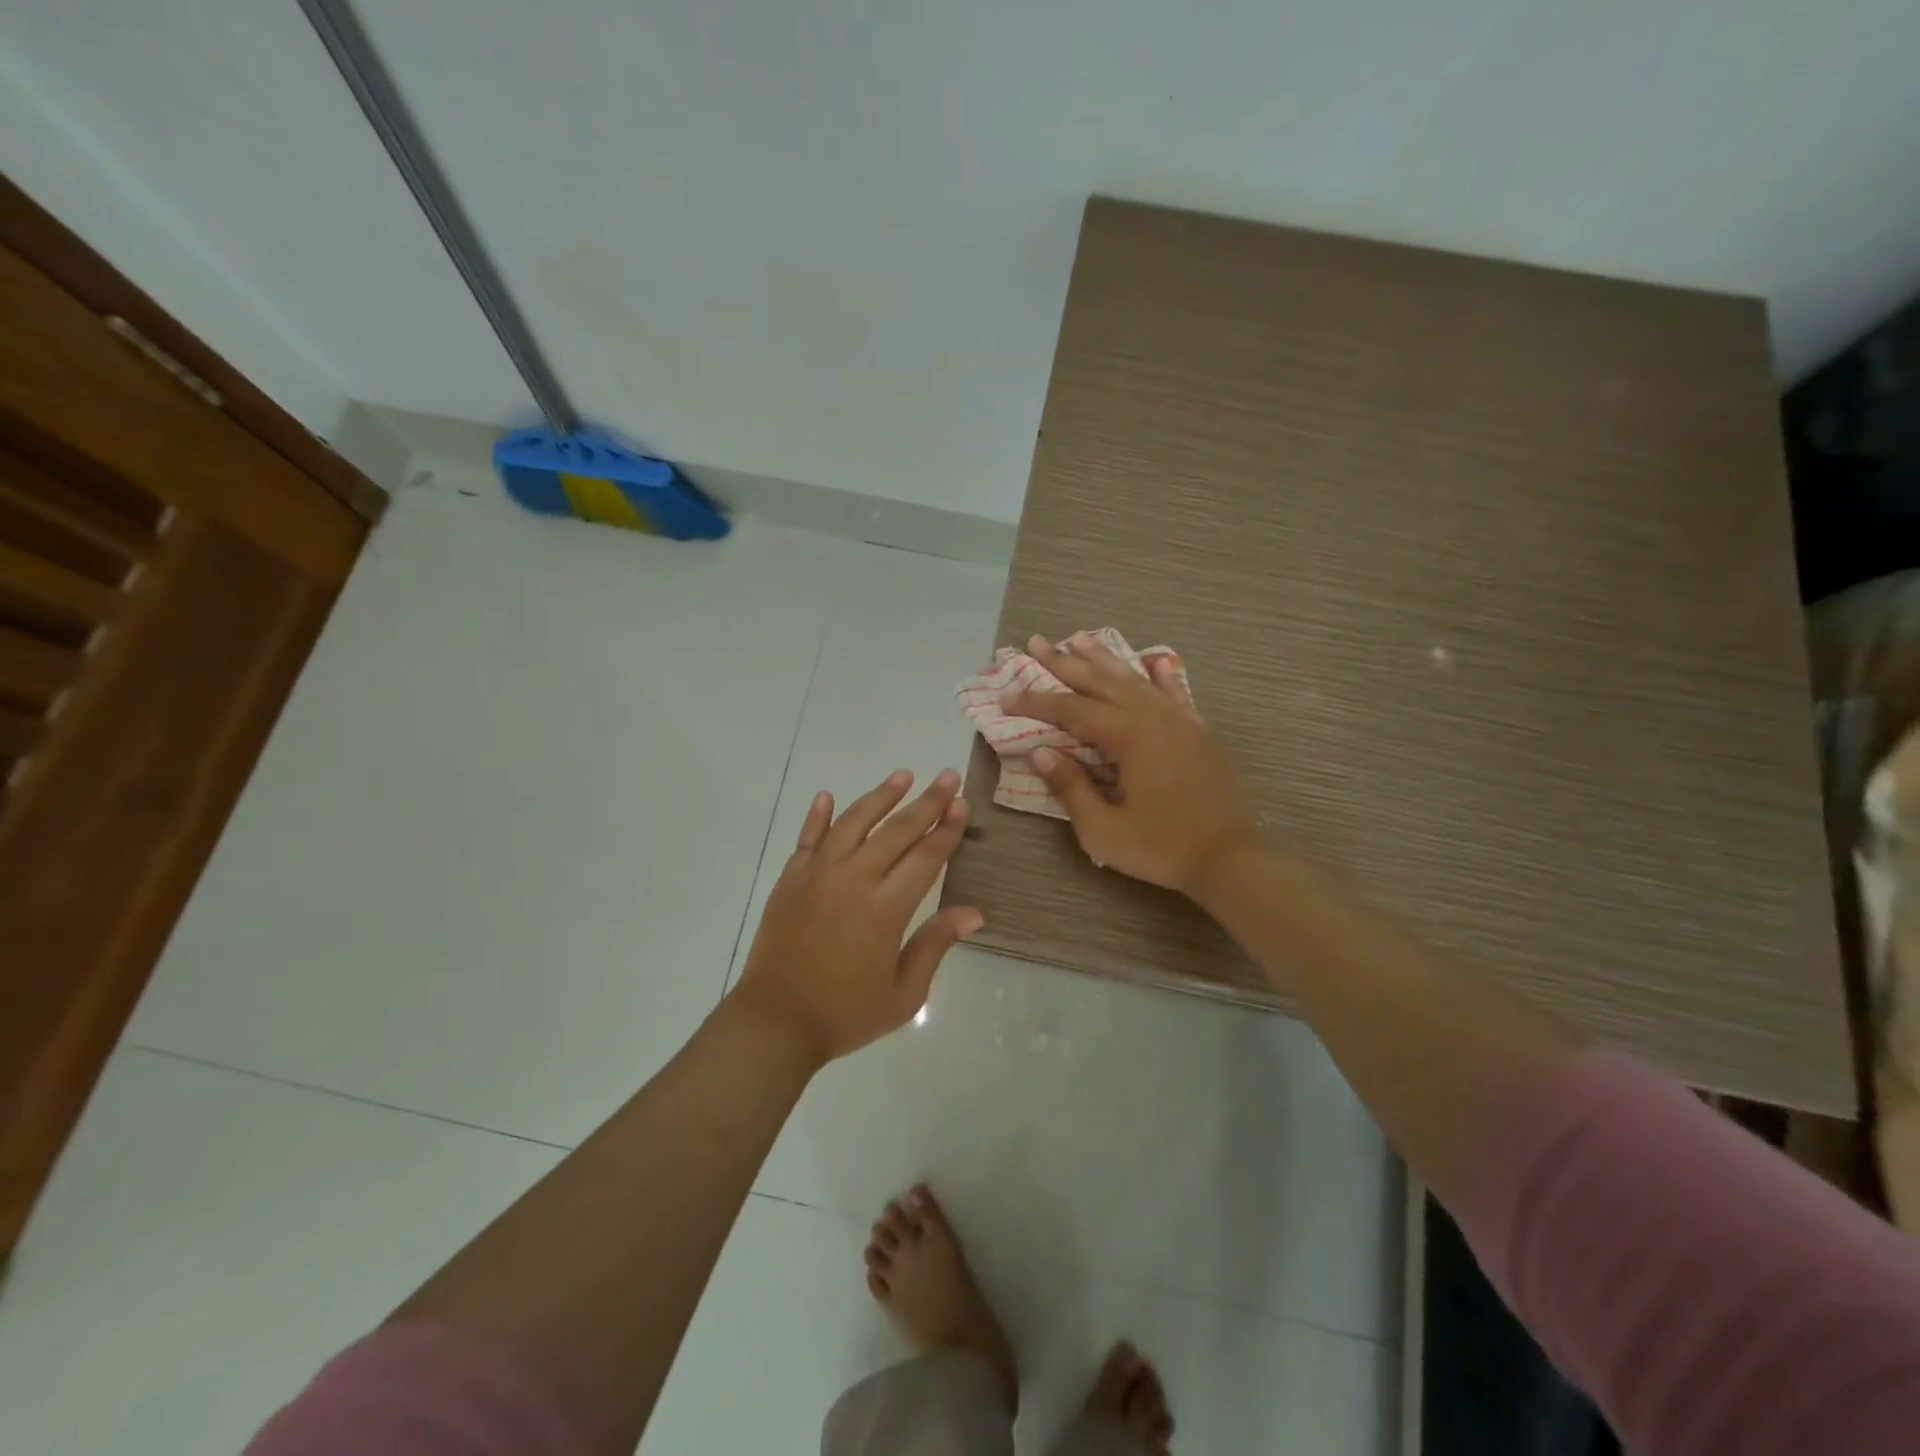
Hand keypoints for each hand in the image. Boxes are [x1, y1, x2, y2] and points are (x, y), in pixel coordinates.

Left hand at [730, 768, 983, 1064]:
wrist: (774, 1023)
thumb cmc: (845, 1014)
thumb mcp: (904, 994)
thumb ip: (935, 945)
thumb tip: (974, 912)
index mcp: (886, 908)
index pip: (926, 857)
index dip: (947, 829)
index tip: (961, 803)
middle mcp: (854, 879)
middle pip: (897, 830)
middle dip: (927, 802)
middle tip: (947, 777)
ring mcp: (817, 874)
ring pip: (854, 822)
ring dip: (881, 796)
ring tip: (902, 775)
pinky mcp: (790, 879)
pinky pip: (808, 838)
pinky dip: (818, 815)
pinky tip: (827, 796)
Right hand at [1006, 635, 1262, 895]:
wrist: (1232, 858)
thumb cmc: (1163, 848)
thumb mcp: (1104, 830)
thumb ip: (1071, 787)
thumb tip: (1041, 752)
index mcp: (1128, 736)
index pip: (1071, 710)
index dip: (1035, 702)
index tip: (1005, 696)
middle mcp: (1153, 716)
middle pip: (1100, 681)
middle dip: (1064, 662)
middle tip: (1035, 642)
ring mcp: (1180, 719)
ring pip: (1134, 679)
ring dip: (1104, 659)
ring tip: (1079, 638)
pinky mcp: (1198, 731)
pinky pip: (1174, 692)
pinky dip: (1159, 675)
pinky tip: (1153, 661)